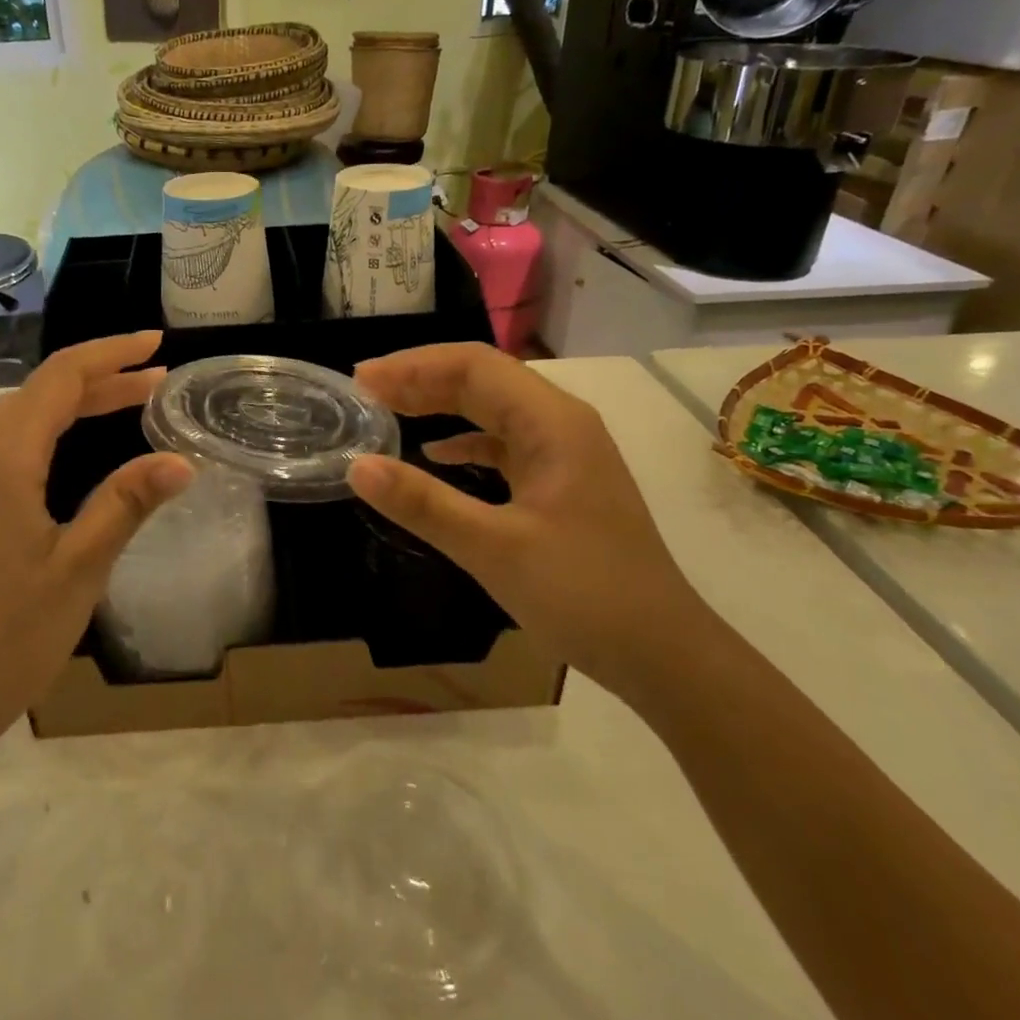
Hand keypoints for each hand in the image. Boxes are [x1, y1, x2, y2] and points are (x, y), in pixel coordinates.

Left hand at [0, 332, 192, 774]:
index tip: (158, 344)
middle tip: (158, 382)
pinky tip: (72, 454)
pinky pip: (4, 447)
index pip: (62, 377)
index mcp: (1, 456)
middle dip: (101, 379)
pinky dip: (48, 434)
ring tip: (129, 407)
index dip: (112, 354)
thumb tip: (181, 460)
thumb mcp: (77, 570)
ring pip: (20, 419)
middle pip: (41, 392)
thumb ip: (126, 504)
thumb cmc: (0, 639)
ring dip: (74, 406)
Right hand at [349, 343, 708, 695]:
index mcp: (552, 422)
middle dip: (421, 380)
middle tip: (364, 393)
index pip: (474, 366)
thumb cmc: (584, 595)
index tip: (362, 380)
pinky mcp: (560, 481)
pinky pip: (503, 443)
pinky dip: (464, 441)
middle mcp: (560, 423)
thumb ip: (423, 504)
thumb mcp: (494, 549)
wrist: (662, 653)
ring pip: (492, 409)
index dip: (413, 366)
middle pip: (483, 379)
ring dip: (440, 405)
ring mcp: (564, 452)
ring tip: (388, 411)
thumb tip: (356, 466)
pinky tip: (435, 453)